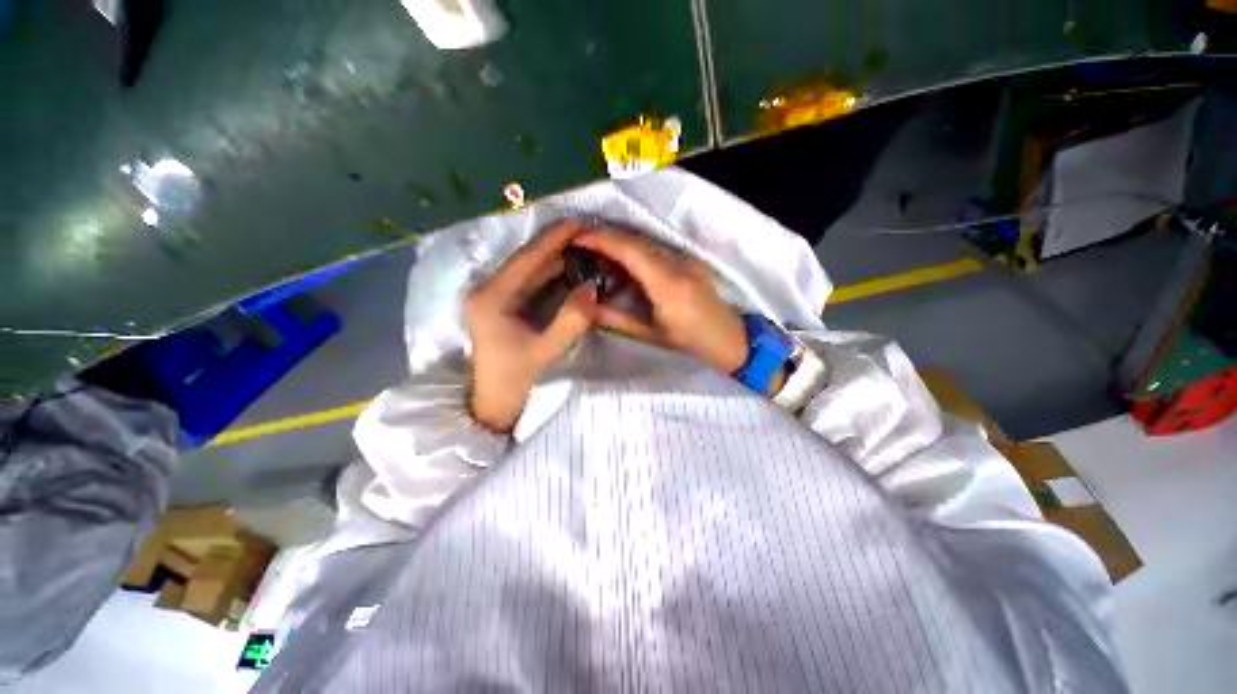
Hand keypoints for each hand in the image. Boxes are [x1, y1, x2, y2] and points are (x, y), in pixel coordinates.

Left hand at [464, 221, 597, 432]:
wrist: (492, 405)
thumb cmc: (516, 381)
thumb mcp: (548, 351)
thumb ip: (572, 319)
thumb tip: (591, 286)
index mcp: (492, 297)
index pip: (528, 258)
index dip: (556, 238)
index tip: (582, 222)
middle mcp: (487, 289)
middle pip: (526, 258)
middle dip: (557, 244)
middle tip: (589, 234)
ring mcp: (491, 296)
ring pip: (527, 268)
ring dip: (554, 257)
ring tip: (584, 247)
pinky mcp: (499, 304)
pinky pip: (527, 281)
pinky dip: (549, 273)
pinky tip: (569, 269)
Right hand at [573, 228, 747, 374]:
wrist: (729, 337)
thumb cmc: (689, 341)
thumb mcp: (649, 334)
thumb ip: (615, 318)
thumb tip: (586, 305)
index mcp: (668, 284)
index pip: (631, 251)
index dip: (602, 239)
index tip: (576, 237)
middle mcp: (679, 263)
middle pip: (637, 240)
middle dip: (605, 235)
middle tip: (579, 240)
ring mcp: (686, 258)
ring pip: (646, 241)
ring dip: (619, 240)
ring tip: (594, 248)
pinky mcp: (689, 258)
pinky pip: (656, 248)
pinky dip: (633, 248)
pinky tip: (621, 258)